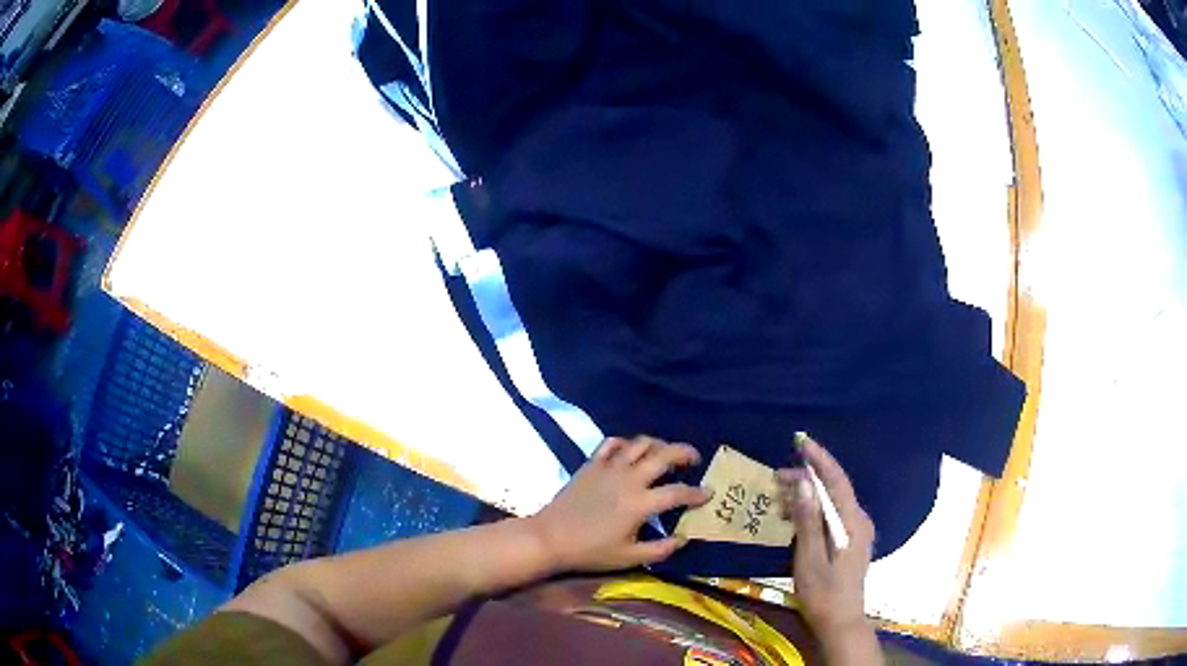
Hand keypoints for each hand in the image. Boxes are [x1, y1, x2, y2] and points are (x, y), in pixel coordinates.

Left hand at [529, 436, 712, 572]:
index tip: (709, 493)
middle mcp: (629, 479)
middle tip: (694, 459)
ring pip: (640, 443)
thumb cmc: (591, 551)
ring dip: (659, 444)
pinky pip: (613, 443)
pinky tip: (632, 451)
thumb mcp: (629, 558)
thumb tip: (683, 539)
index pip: (678, 492)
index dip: (698, 493)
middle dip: (684, 453)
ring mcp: (609, 467)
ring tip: (666, 452)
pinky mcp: (592, 463)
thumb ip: (660, 549)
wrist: (550, 537)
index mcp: (640, 504)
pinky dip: (627, 443)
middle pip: (664, 455)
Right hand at [776, 434, 879, 658]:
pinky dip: (813, 511)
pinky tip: (794, 517)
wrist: (840, 622)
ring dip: (807, 496)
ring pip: (831, 503)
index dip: (819, 458)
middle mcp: (858, 520)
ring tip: (778, 499)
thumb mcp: (809, 558)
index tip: (800, 441)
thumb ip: (808, 520)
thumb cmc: (823, 593)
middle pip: (833, 490)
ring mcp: (856, 532)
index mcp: (852, 522)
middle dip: (806, 479)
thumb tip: (803, 483)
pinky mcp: (850, 542)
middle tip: (775, 478)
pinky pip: (831, 516)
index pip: (837, 480)